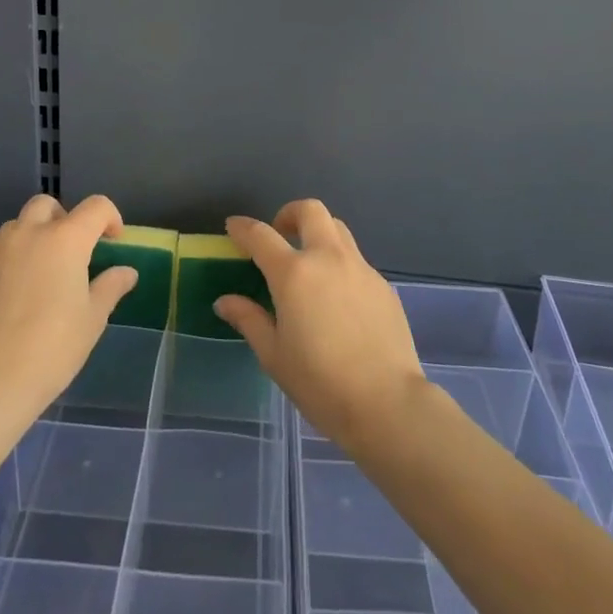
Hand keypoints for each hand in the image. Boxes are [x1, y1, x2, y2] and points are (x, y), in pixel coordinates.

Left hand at [0, 194, 137, 413]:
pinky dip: (9, 264)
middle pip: (47, 205)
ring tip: (39, 275)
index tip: (113, 242)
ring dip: (32, 239)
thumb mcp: (92, 320)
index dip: (110, 218)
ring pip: (17, 228)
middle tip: (71, 252)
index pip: (96, 207)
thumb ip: (110, 287)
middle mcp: (28, 234)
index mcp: (65, 240)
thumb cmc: (51, 348)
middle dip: (63, 219)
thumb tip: (127, 272)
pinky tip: (11, 300)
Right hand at [214, 200, 426, 452]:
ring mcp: (360, 268)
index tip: (233, 227)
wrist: (387, 403)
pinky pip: (356, 260)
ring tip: (309, 263)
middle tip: (280, 234)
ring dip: (318, 233)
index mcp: (294, 273)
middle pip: (309, 210)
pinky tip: (338, 299)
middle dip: (289, 213)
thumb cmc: (320, 383)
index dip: (242, 227)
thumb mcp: (274, 356)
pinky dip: (340, 264)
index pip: (260, 235)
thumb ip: (249, 320)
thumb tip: (225, 301)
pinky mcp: (382, 285)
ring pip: (337, 229)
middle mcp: (327, 258)